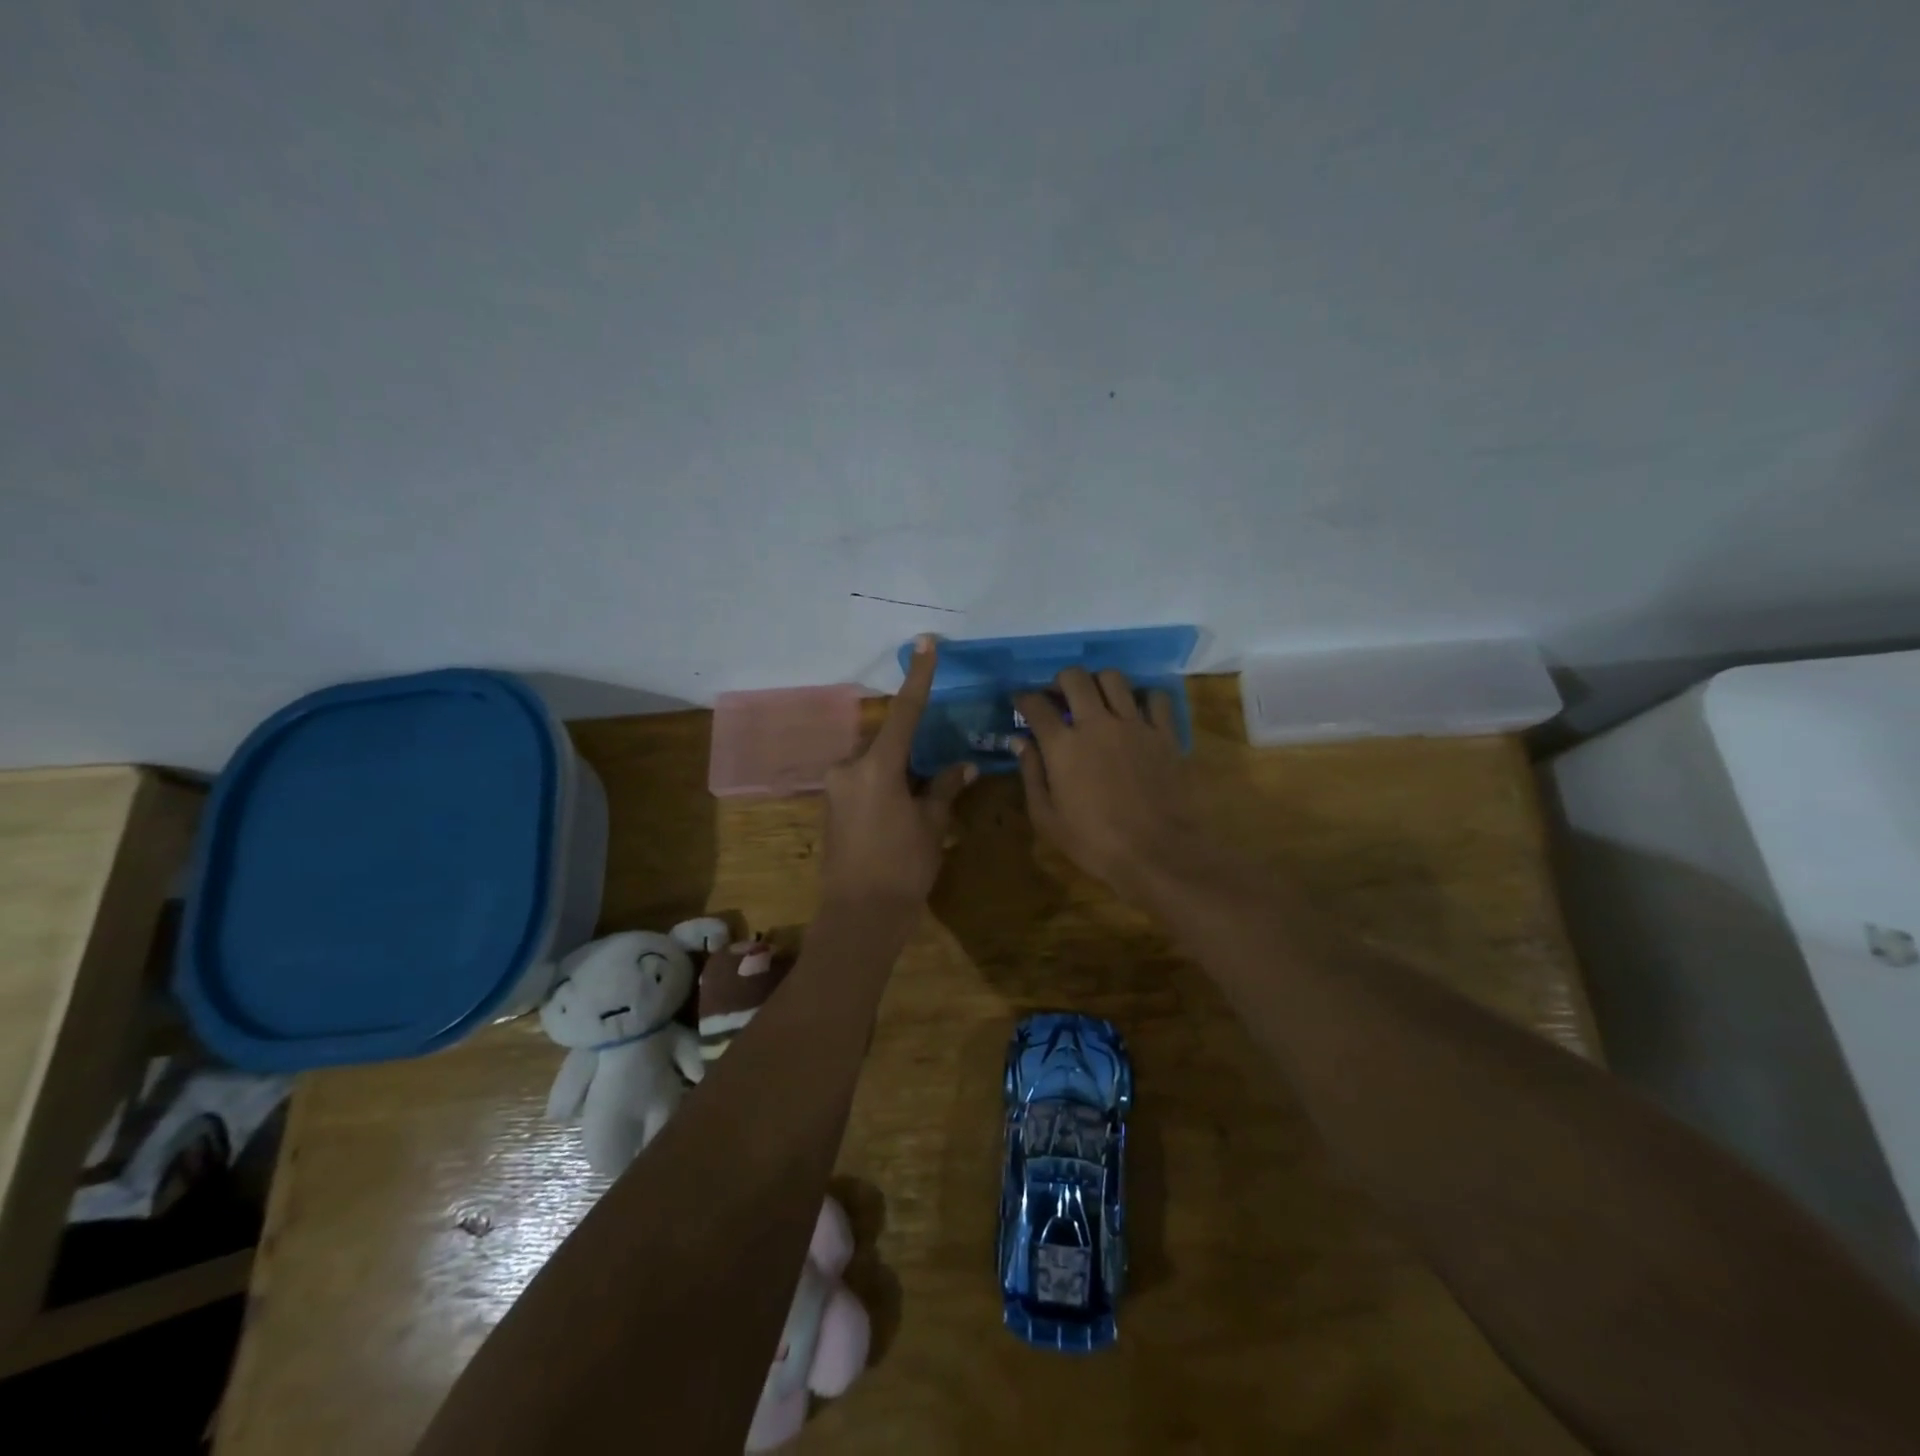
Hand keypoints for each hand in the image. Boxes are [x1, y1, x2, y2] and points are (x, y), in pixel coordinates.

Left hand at [819, 635, 975, 908]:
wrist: (860, 915)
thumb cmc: (903, 867)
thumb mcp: (931, 824)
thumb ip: (945, 787)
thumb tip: (963, 765)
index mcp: (876, 766)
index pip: (904, 711)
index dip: (918, 676)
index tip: (924, 643)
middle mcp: (849, 767)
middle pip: (886, 739)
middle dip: (911, 745)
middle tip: (935, 764)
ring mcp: (835, 787)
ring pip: (873, 761)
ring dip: (897, 767)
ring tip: (921, 793)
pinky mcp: (831, 806)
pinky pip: (862, 780)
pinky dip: (884, 782)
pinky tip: (901, 806)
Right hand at [1013, 668, 1207, 895]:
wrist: (1158, 853)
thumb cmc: (1094, 843)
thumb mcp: (1047, 818)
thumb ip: (1031, 774)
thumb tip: (1020, 742)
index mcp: (1063, 745)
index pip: (1035, 705)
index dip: (1023, 699)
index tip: (1021, 703)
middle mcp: (1097, 724)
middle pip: (1075, 677)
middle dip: (1060, 681)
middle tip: (1059, 697)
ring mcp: (1134, 725)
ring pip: (1114, 678)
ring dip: (1099, 683)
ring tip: (1097, 701)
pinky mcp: (1164, 734)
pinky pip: (1155, 698)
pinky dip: (1143, 699)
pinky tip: (1136, 713)